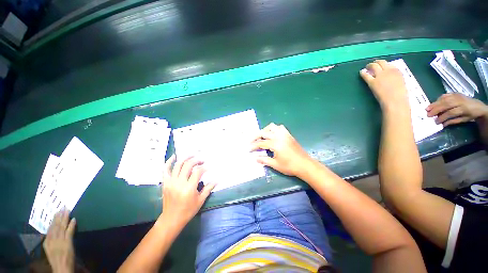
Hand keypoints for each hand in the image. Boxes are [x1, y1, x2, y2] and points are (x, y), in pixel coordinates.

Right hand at [43, 209, 75, 272]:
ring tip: (67, 210)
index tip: (56, 212)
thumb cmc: (56, 259)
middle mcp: (52, 240)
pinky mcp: (67, 243)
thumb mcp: (49, 250)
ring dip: (65, 218)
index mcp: (47, 242)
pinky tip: (74, 219)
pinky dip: (71, 225)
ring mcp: (60, 241)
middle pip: (55, 226)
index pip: (50, 229)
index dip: (53, 220)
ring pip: (62, 226)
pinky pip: (69, 232)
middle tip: (62, 207)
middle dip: (59, 216)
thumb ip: (50, 241)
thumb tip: (51, 233)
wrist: (61, 268)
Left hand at [160, 155, 215, 229]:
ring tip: (193, 156)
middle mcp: (179, 183)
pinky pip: (165, 170)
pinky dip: (169, 162)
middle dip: (197, 160)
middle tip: (202, 161)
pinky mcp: (165, 183)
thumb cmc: (188, 211)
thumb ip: (209, 188)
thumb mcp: (201, 200)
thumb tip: (217, 180)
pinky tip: (175, 156)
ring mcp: (171, 182)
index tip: (208, 168)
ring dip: (186, 158)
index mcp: (189, 188)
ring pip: (178, 165)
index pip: (198, 171)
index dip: (204, 168)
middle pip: (188, 165)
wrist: (171, 219)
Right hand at [250, 123, 311, 176]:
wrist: (305, 165)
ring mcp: (284, 134)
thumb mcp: (275, 164)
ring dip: (265, 130)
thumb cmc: (290, 166)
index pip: (260, 143)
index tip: (248, 149)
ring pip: (272, 127)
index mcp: (275, 144)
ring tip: (262, 137)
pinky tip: (273, 135)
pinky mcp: (289, 135)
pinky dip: (274, 129)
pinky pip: (280, 128)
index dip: (253, 146)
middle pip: (263, 132)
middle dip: (255, 137)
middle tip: (251, 142)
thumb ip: (264, 160)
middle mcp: (279, 136)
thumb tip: (255, 158)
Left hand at [360, 60, 408, 110]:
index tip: (380, 65)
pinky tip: (361, 72)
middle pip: (381, 62)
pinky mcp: (372, 82)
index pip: (389, 64)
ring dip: (369, 65)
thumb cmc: (400, 95)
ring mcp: (380, 75)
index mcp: (397, 71)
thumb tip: (390, 77)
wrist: (395, 100)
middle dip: (376, 62)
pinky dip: (363, 73)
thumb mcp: (400, 82)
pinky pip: (366, 75)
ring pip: (373, 66)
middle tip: (372, 64)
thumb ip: (395, 78)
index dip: (383, 64)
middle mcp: (388, 70)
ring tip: (366, 67)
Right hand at [426, 93, 487, 125]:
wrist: (478, 106)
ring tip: (427, 109)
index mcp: (464, 109)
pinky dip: (438, 99)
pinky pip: (445, 95)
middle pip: (446, 104)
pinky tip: (434, 103)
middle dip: (436, 110)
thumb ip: (453, 121)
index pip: (451, 113)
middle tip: (428, 115)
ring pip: (444, 99)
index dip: (442, 117)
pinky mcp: (455, 93)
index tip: (436, 122)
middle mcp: (460, 101)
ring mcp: (457, 96)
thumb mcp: (464, 120)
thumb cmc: (471, 115)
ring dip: (435, 104)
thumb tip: (442, 124)